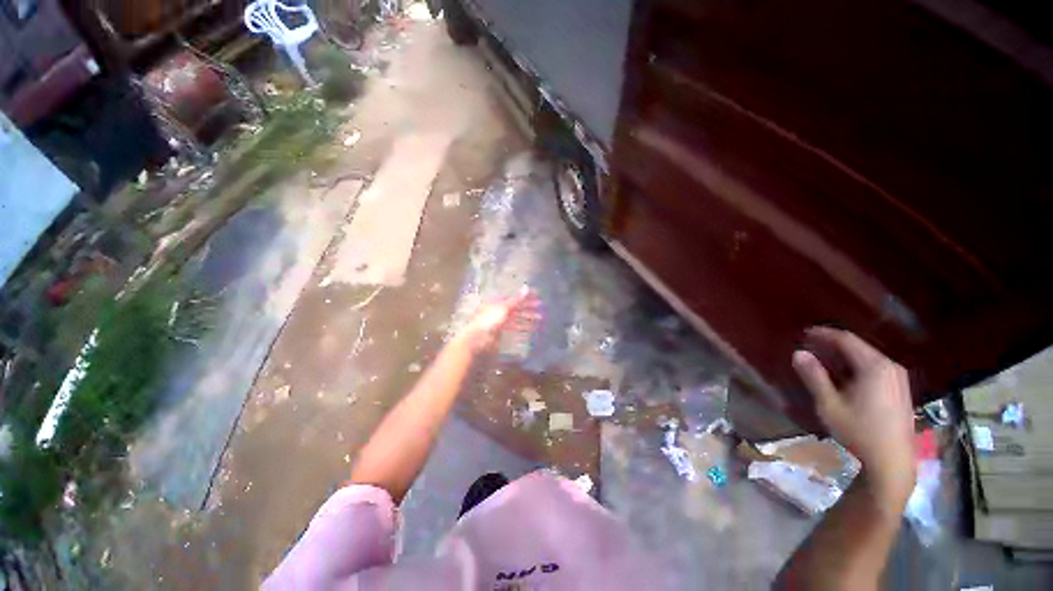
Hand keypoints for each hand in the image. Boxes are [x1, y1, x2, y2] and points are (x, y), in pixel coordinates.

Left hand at [457, 288, 540, 352]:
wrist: (477, 341)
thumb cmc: (488, 321)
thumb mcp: (504, 308)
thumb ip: (517, 299)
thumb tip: (527, 287)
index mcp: (497, 302)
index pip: (515, 298)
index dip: (527, 297)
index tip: (539, 298)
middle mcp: (498, 311)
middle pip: (516, 309)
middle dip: (529, 309)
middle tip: (542, 310)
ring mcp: (499, 323)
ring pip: (516, 319)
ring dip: (528, 319)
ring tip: (540, 320)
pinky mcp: (500, 334)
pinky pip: (513, 329)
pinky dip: (522, 329)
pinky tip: (530, 330)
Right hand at [792, 327, 915, 508]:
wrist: (892, 462)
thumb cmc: (858, 431)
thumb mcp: (829, 404)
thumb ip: (814, 376)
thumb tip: (798, 353)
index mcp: (875, 367)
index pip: (846, 340)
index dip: (824, 334)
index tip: (804, 333)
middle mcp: (890, 367)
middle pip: (858, 347)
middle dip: (832, 345)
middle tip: (809, 347)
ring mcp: (898, 379)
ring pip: (866, 357)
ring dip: (843, 356)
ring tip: (822, 360)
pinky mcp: (899, 390)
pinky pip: (874, 368)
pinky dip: (855, 366)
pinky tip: (843, 376)